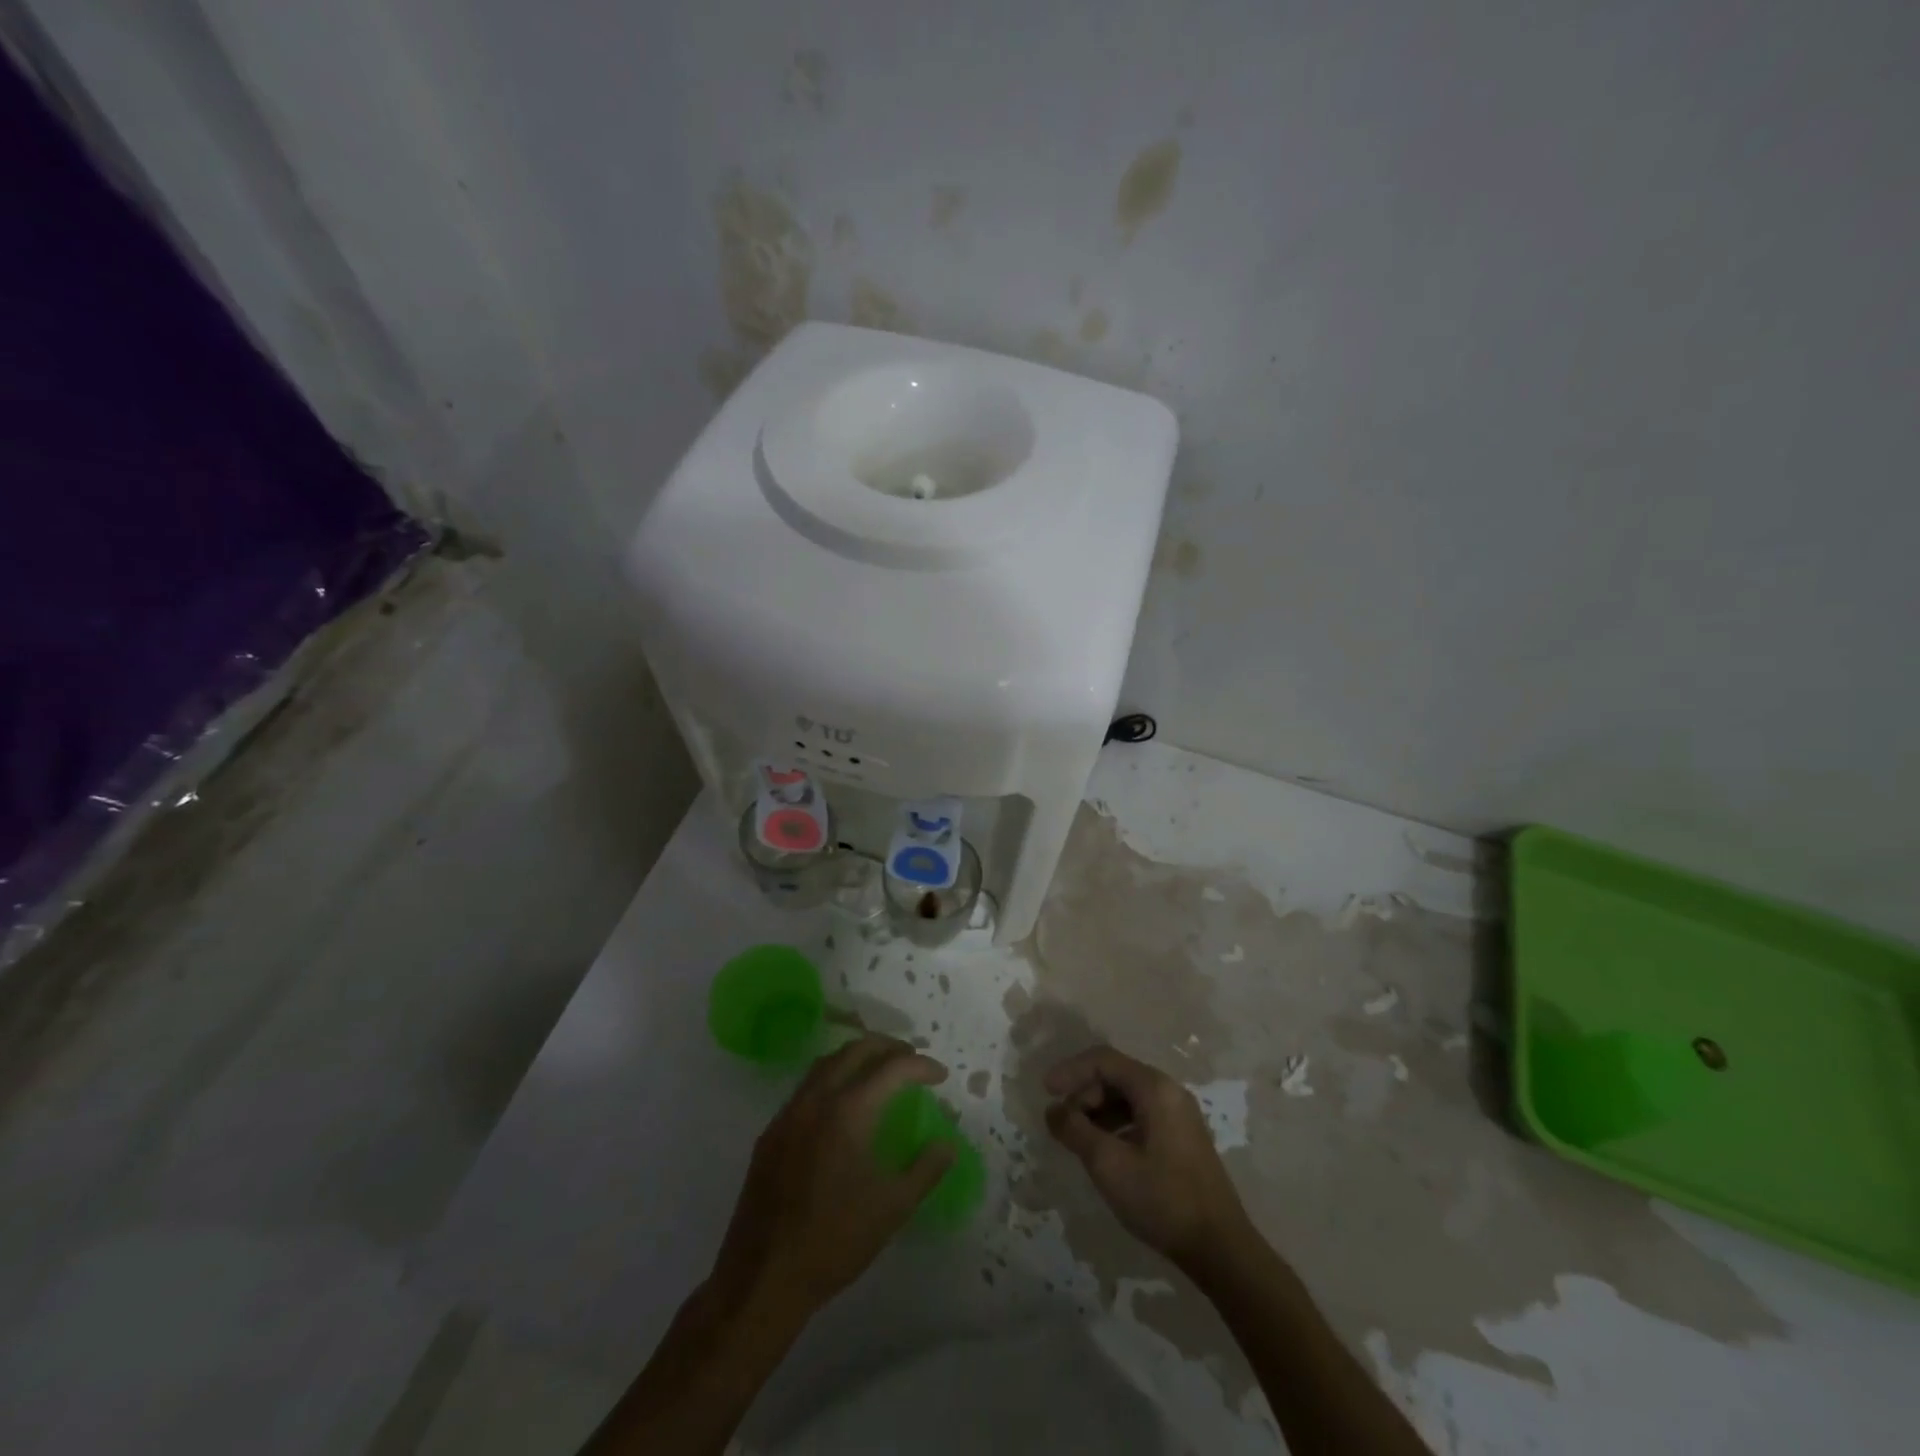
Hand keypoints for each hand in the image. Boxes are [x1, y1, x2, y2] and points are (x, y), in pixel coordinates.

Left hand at [710, 1035, 954, 1320]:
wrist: (763, 1278)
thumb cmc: (834, 1240)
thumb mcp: (892, 1208)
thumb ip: (925, 1169)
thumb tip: (948, 1144)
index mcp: (848, 1111)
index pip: (892, 1068)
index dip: (921, 1066)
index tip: (941, 1076)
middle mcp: (816, 1099)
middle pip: (855, 1050)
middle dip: (888, 1047)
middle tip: (912, 1058)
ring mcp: (788, 1114)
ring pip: (826, 1063)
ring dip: (857, 1057)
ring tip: (880, 1071)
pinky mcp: (770, 1133)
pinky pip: (806, 1088)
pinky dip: (832, 1078)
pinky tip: (842, 1105)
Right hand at [1045, 1046, 1250, 1268]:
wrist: (1220, 1249)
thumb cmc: (1162, 1199)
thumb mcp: (1108, 1163)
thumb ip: (1075, 1130)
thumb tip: (1053, 1110)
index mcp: (1155, 1088)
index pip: (1104, 1060)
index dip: (1070, 1070)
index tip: (1046, 1092)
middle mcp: (1169, 1092)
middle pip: (1116, 1076)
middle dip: (1084, 1094)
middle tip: (1063, 1123)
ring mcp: (1179, 1115)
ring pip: (1127, 1097)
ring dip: (1098, 1111)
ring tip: (1078, 1139)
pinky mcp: (1181, 1138)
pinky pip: (1140, 1115)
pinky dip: (1115, 1125)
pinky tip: (1104, 1151)